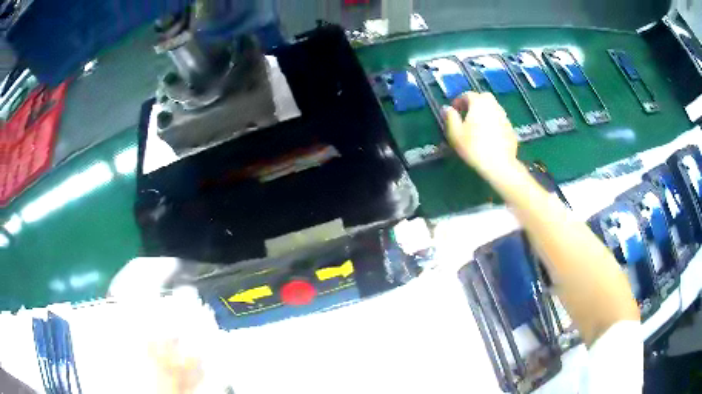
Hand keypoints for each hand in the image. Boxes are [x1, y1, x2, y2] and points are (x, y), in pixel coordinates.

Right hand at [443, 92, 518, 176]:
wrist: (499, 164)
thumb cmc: (474, 147)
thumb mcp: (455, 133)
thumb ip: (450, 117)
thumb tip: (446, 108)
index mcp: (479, 103)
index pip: (467, 95)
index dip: (459, 101)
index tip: (454, 111)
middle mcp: (493, 105)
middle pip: (483, 98)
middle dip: (474, 103)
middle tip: (467, 115)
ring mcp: (504, 116)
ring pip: (493, 108)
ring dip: (485, 113)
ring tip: (478, 126)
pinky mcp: (511, 128)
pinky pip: (499, 120)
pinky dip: (493, 123)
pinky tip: (489, 136)